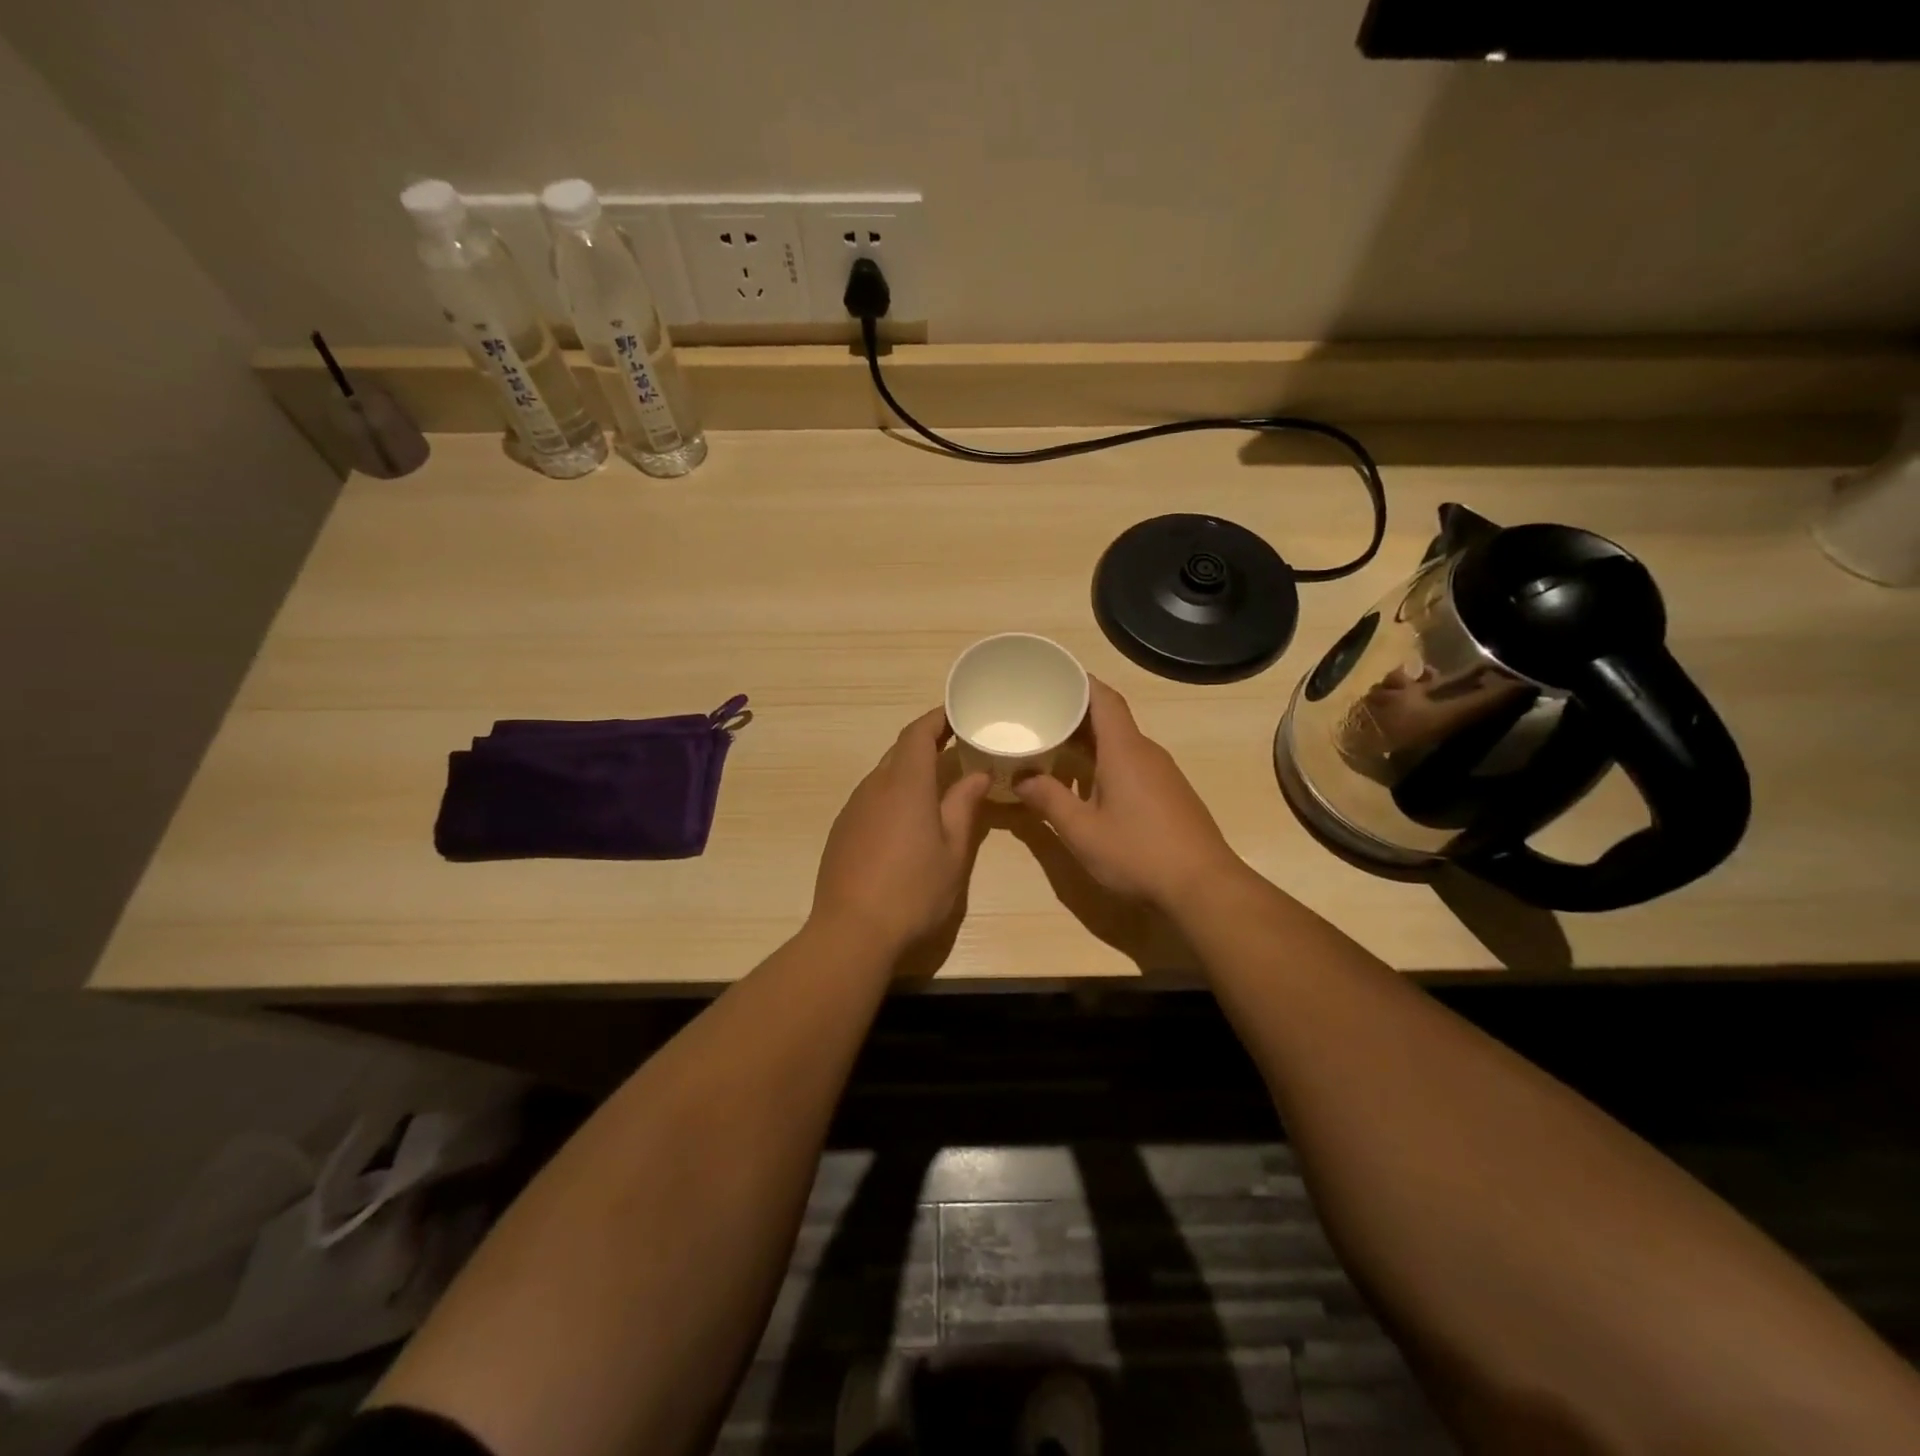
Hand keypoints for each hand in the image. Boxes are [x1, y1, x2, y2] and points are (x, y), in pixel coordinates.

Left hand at [811, 707, 991, 958]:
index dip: (937, 718)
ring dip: (909, 771)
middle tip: (956, 747)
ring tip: (937, 784)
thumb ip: (964, 806)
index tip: (958, 714)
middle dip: (926, 743)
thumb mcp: (953, 851)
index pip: (918, 733)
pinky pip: (870, 798)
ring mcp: (853, 809)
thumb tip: (977, 774)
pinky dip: (892, 795)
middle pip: (899, 751)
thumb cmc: (913, 891)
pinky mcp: (841, 831)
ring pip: (883, 775)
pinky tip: (906, 821)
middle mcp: (874, 787)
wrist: (851, 932)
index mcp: (905, 784)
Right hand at [1016, 678, 1241, 909]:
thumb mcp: (1082, 831)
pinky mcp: (1169, 794)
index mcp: (1124, 750)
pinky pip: (1132, 763)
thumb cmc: (1138, 852)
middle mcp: (1146, 752)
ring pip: (1121, 743)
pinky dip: (1105, 761)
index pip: (1103, 698)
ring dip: (1089, 740)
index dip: (1078, 682)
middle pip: (1110, 718)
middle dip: (1075, 713)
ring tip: (1054, 746)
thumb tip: (1021, 778)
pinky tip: (1087, 783)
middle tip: (1038, 714)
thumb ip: (1048, 800)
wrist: (1203, 887)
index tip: (1050, 677)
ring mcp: (1162, 773)